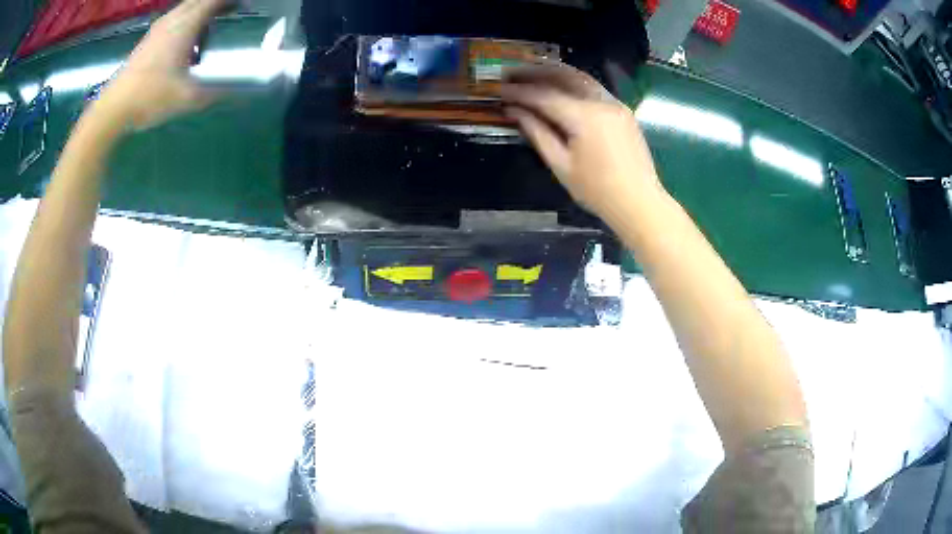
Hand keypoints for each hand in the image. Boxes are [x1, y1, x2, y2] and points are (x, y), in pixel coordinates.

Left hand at [97, 0, 231, 129]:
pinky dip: (186, 22)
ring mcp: (158, 29)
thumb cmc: (150, 97)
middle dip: (217, 3)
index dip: (229, 1)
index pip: (213, 1)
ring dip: (200, 12)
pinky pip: (174, 20)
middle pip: (199, 0)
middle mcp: (173, 20)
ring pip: (185, 9)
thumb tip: (240, 93)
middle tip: (232, 10)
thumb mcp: (188, 98)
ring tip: (210, 29)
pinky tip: (186, 43)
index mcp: (185, 26)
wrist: (113, 108)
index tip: (243, 4)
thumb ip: (216, 92)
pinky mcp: (148, 40)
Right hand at [502, 62, 662, 217]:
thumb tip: (514, 111)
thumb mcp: (561, 165)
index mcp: (585, 117)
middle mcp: (601, 102)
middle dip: (535, 72)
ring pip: (580, 77)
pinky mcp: (622, 110)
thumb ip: (537, 132)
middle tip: (511, 74)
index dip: (519, 92)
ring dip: (554, 73)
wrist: (639, 202)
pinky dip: (571, 82)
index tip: (498, 89)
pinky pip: (592, 87)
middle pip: (563, 75)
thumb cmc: (597, 190)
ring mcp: (615, 103)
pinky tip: (558, 87)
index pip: (544, 95)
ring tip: (530, 74)